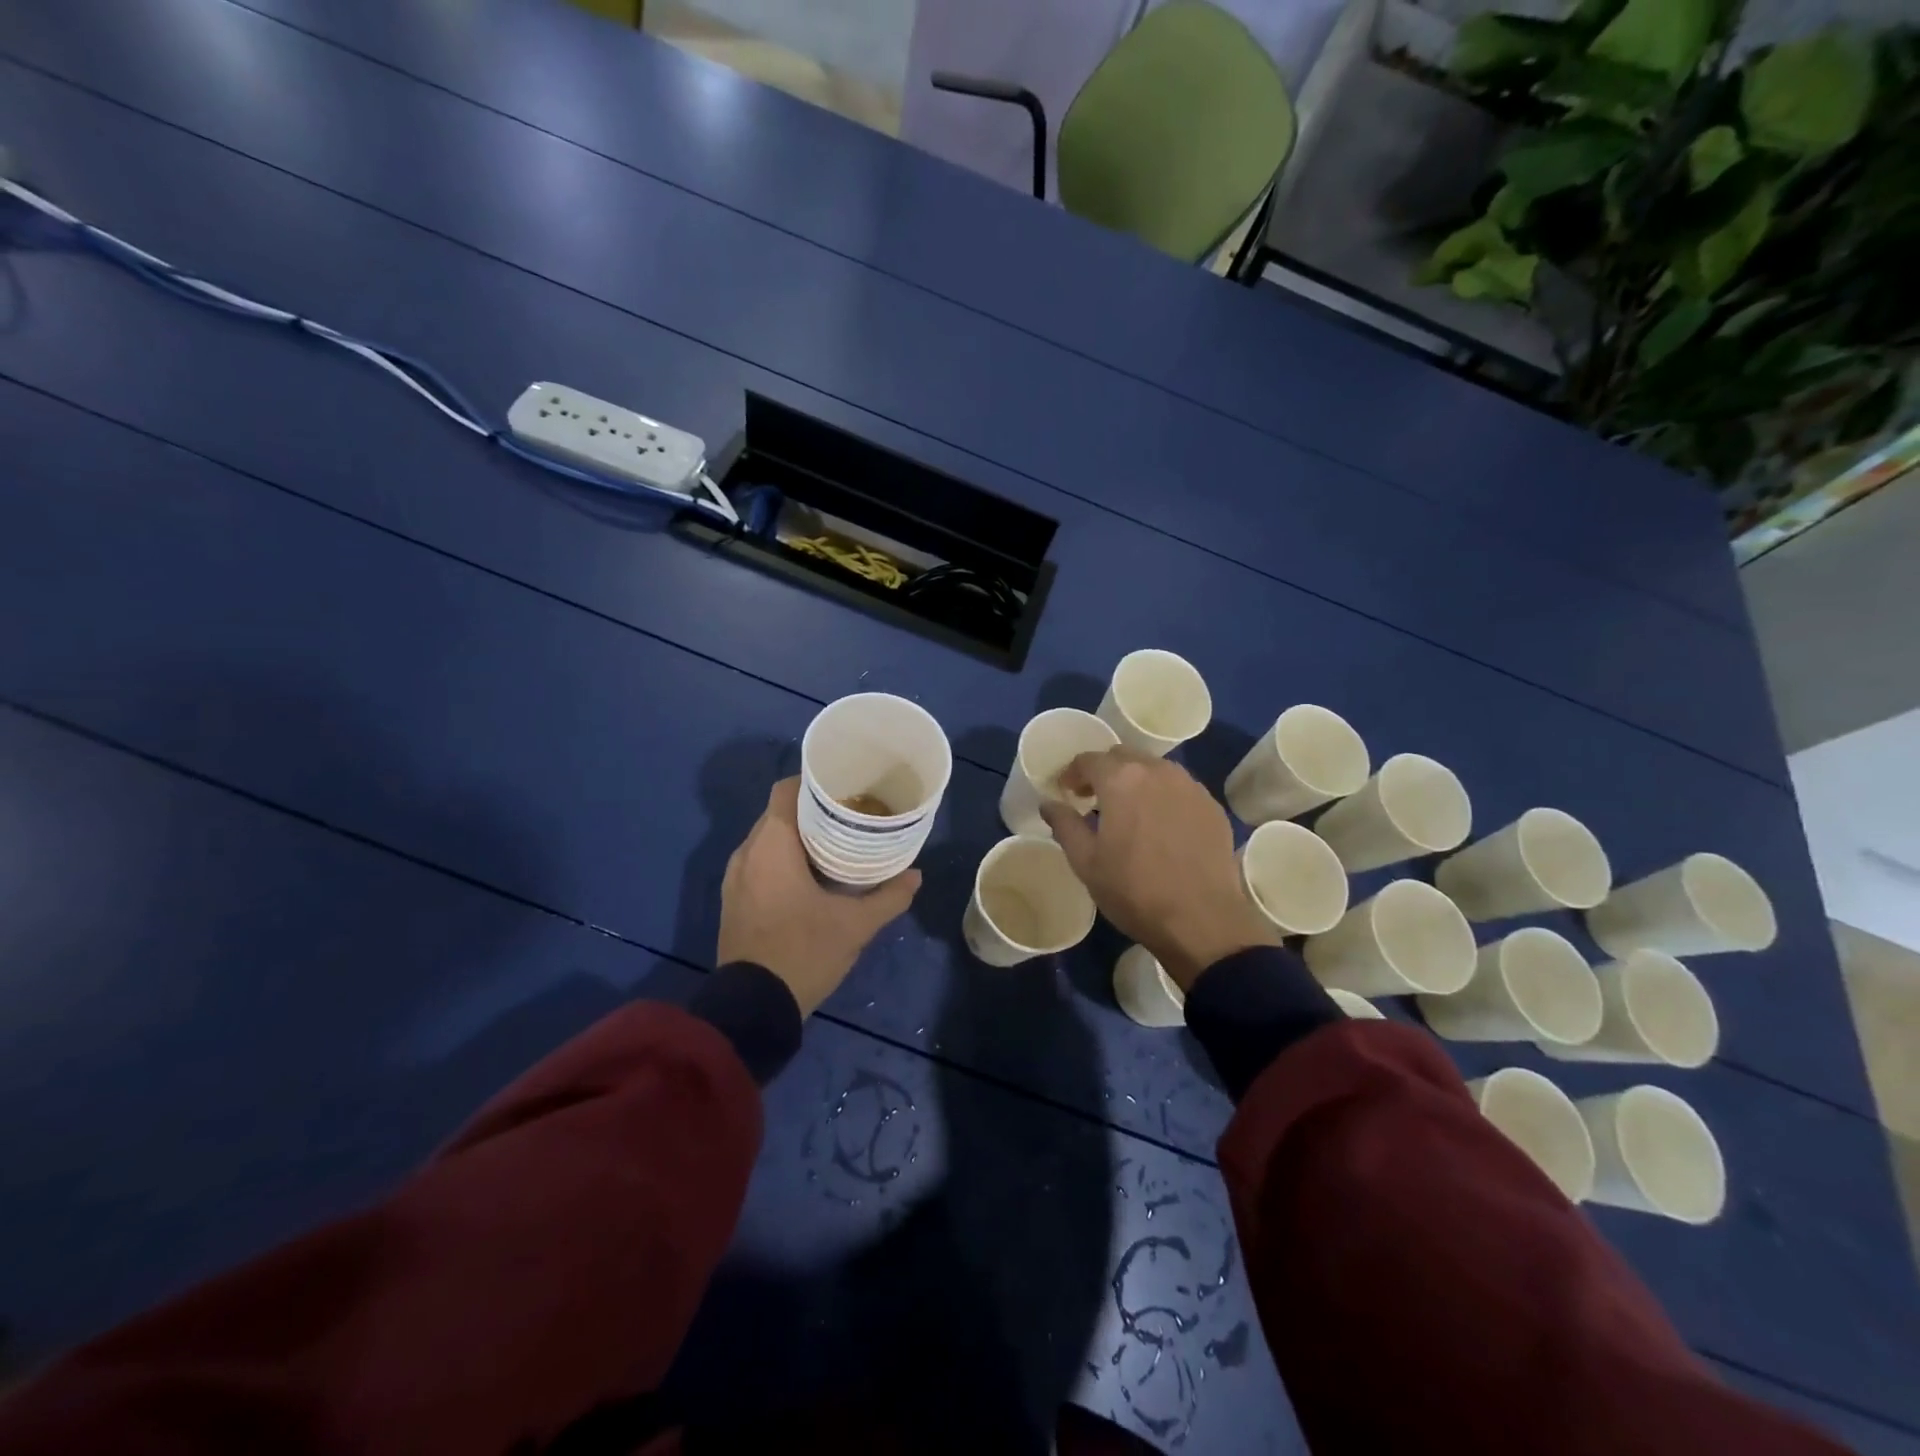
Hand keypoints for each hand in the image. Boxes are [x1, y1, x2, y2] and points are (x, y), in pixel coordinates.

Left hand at [717, 778, 921, 1015]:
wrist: (752, 1007)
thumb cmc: (804, 951)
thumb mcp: (855, 925)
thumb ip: (888, 896)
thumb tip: (916, 876)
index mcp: (771, 844)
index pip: (786, 790)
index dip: (813, 783)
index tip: (844, 789)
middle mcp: (747, 852)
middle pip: (779, 813)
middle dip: (812, 812)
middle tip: (849, 816)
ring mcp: (735, 878)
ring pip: (768, 840)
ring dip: (798, 838)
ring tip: (835, 844)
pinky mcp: (734, 901)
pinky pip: (759, 863)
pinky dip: (783, 860)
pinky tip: (811, 876)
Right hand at [1041, 748, 1277, 991]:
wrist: (1201, 920)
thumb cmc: (1134, 890)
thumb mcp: (1086, 862)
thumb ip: (1064, 825)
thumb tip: (1049, 804)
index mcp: (1121, 780)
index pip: (1089, 760)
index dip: (1072, 773)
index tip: (1067, 792)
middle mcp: (1158, 772)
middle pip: (1123, 756)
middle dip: (1104, 771)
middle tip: (1093, 799)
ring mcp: (1190, 786)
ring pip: (1154, 769)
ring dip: (1135, 781)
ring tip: (1128, 811)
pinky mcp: (1211, 806)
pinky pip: (1179, 788)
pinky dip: (1162, 796)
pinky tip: (1160, 825)